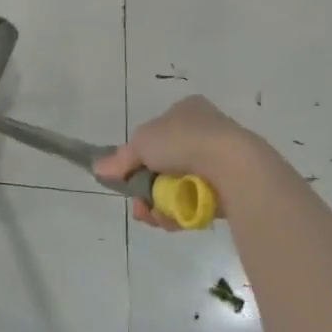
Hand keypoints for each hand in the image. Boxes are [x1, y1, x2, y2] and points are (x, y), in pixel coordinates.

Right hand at [95, 95, 256, 228]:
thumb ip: (120, 158)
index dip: (139, 156)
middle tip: (140, 205)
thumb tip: (99, 170)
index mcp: (186, 110)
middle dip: (148, 188)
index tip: (128, 177)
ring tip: (156, 216)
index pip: (156, 133)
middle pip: (165, 165)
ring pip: (179, 187)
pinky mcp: (230, 187)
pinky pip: (198, 201)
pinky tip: (174, 220)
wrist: (233, 165)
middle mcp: (205, 131)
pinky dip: (182, 212)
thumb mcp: (142, 142)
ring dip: (162, 204)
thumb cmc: (184, 141)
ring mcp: (219, 160)